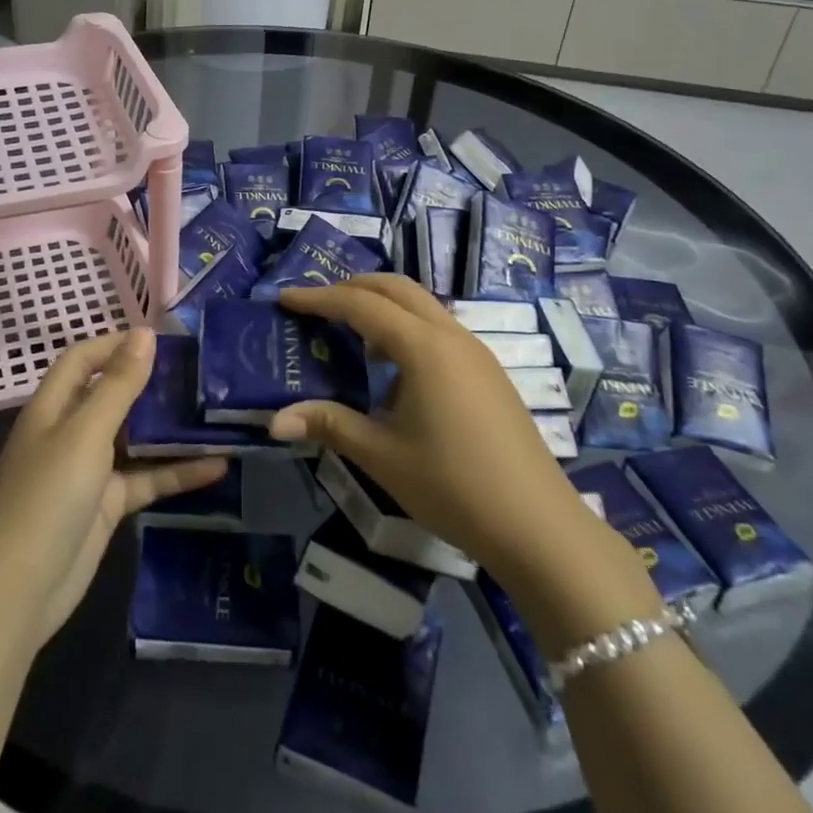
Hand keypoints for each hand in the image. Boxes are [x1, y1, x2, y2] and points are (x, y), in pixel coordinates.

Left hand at [0, 328, 225, 649]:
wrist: (19, 591)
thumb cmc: (47, 496)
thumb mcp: (85, 433)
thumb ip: (119, 385)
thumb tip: (145, 333)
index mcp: (54, 406)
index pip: (84, 359)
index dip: (117, 343)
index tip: (164, 339)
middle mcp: (71, 431)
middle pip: (114, 395)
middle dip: (153, 382)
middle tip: (203, 372)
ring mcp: (90, 469)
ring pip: (136, 437)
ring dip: (171, 428)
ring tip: (217, 411)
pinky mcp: (108, 504)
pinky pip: (147, 478)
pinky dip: (178, 472)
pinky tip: (218, 465)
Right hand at [270, 276, 590, 586]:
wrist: (538, 525)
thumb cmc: (453, 486)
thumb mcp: (382, 456)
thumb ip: (329, 425)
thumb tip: (274, 420)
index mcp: (423, 347)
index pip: (360, 304)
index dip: (319, 298)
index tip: (285, 299)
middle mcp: (451, 334)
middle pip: (396, 287)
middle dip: (353, 287)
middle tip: (317, 305)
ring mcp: (475, 351)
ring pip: (421, 304)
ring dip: (383, 306)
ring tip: (351, 335)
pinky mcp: (488, 371)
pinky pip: (439, 328)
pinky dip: (407, 328)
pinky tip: (394, 370)